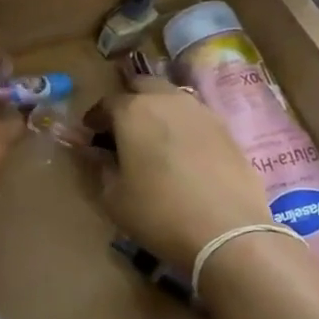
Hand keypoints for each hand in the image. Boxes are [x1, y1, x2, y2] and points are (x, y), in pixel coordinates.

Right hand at [85, 76, 271, 265]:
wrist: (227, 232)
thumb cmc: (158, 213)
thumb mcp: (114, 197)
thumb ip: (102, 167)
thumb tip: (97, 153)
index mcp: (133, 112)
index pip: (107, 103)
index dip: (95, 118)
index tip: (90, 133)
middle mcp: (168, 101)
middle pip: (144, 86)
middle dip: (130, 101)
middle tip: (123, 127)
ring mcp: (202, 112)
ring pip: (174, 98)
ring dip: (159, 110)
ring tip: (153, 139)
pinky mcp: (228, 130)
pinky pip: (196, 118)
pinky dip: (184, 127)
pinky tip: (182, 152)